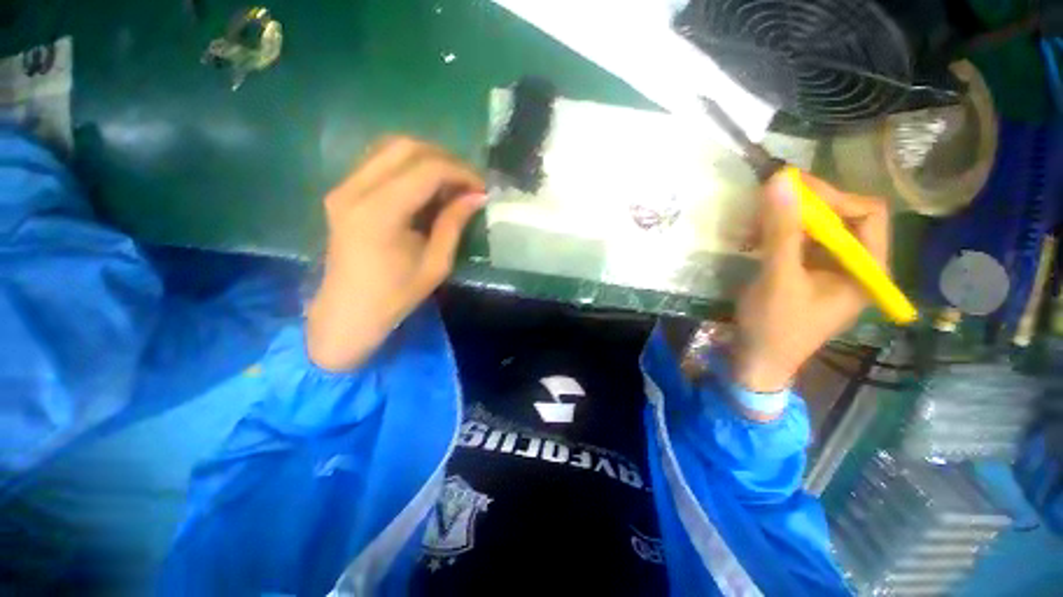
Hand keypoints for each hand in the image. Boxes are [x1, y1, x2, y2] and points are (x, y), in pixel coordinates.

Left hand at [307, 137, 485, 370]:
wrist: (348, 311)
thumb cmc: (396, 295)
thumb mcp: (436, 264)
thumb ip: (454, 223)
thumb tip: (477, 196)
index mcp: (380, 212)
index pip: (427, 169)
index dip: (460, 172)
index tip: (481, 188)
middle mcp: (356, 189)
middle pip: (406, 147)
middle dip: (445, 159)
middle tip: (467, 183)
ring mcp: (344, 187)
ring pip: (391, 148)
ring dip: (427, 159)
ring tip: (451, 184)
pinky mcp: (343, 192)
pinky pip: (380, 162)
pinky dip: (409, 167)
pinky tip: (426, 188)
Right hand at [734, 171, 889, 394]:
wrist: (758, 360)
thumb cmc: (775, 325)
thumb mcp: (778, 279)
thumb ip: (780, 231)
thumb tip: (779, 181)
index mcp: (867, 269)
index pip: (867, 213)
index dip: (833, 196)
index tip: (791, 190)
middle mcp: (856, 266)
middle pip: (843, 218)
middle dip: (806, 207)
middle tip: (769, 201)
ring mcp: (831, 271)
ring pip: (818, 229)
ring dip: (787, 220)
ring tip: (755, 224)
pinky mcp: (807, 275)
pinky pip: (800, 244)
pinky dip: (778, 235)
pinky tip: (754, 239)